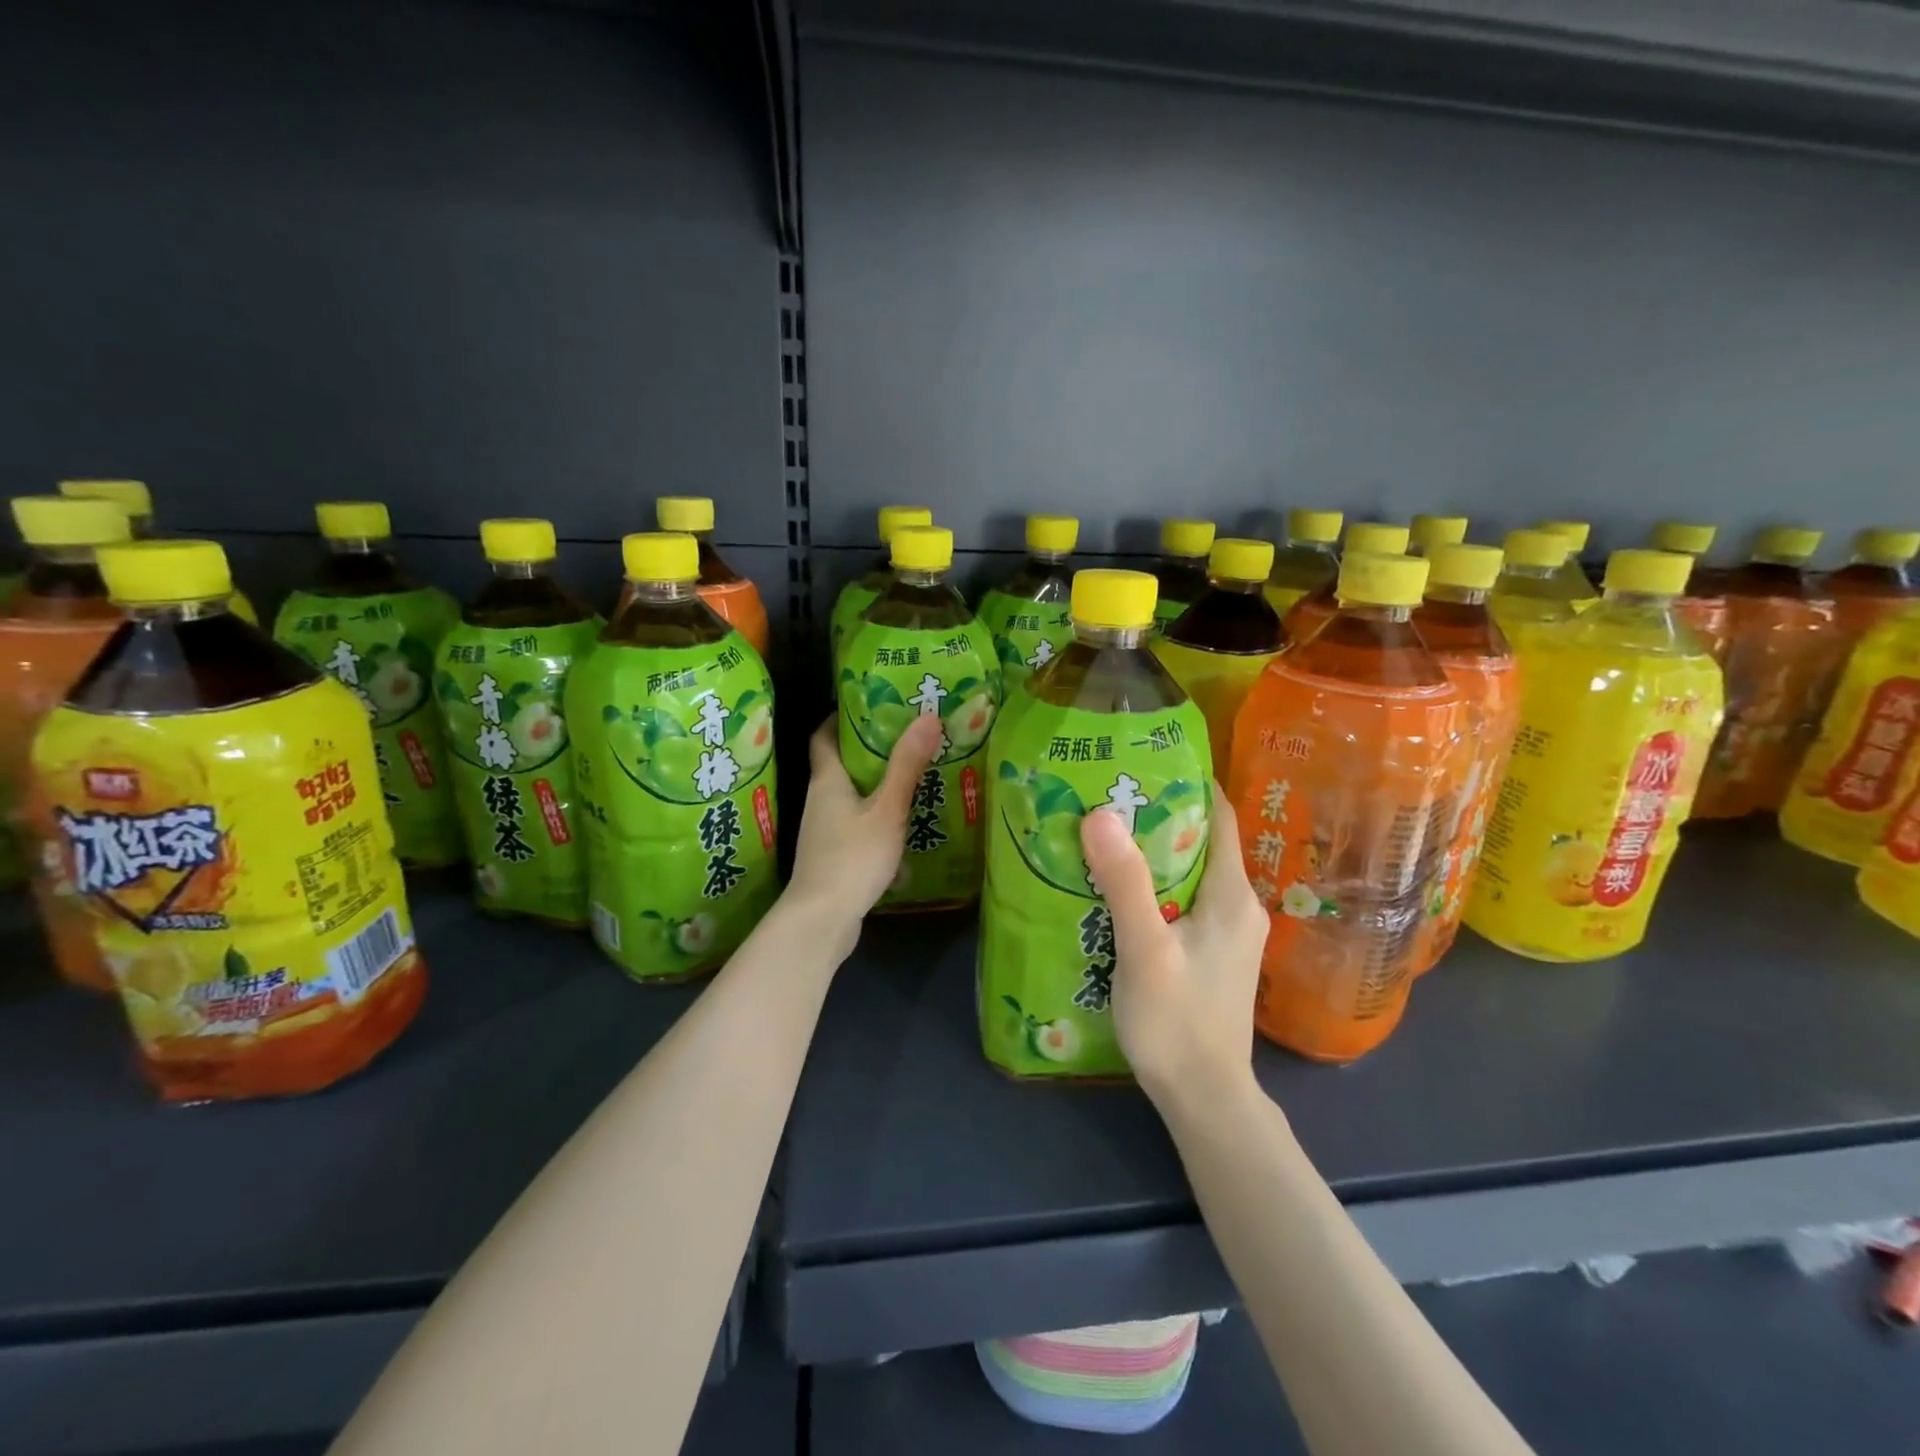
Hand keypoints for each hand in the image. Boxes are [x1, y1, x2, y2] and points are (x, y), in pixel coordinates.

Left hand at [788, 714, 943, 942]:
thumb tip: (928, 716)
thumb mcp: (887, 809)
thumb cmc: (852, 857)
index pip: (822, 737)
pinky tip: (901, 824)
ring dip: (874, 784)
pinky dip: (874, 816)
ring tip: (909, 774)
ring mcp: (823, 832)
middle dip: (867, 750)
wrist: (821, 920)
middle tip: (904, 736)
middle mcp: (819, 801)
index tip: (865, 705)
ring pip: (849, 796)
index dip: (838, 718)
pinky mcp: (832, 857)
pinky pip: (855, 824)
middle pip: (838, 765)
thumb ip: (907, 766)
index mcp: (827, 781)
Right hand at [1079, 789, 1269, 1109]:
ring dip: (1152, 851)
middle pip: (1201, 840)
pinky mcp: (1211, 954)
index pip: (1220, 816)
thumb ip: (1125, 883)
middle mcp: (1237, 905)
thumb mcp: (1145, 949)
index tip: (1143, 760)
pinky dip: (1154, 884)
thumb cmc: (1178, 1022)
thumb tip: (1101, 814)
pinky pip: (1183, 900)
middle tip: (1107, 794)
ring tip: (1103, 832)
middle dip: (1158, 814)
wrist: (1204, 1099)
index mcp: (1231, 894)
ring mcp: (1226, 933)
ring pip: (1189, 872)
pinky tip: (1116, 888)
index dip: (1189, 783)